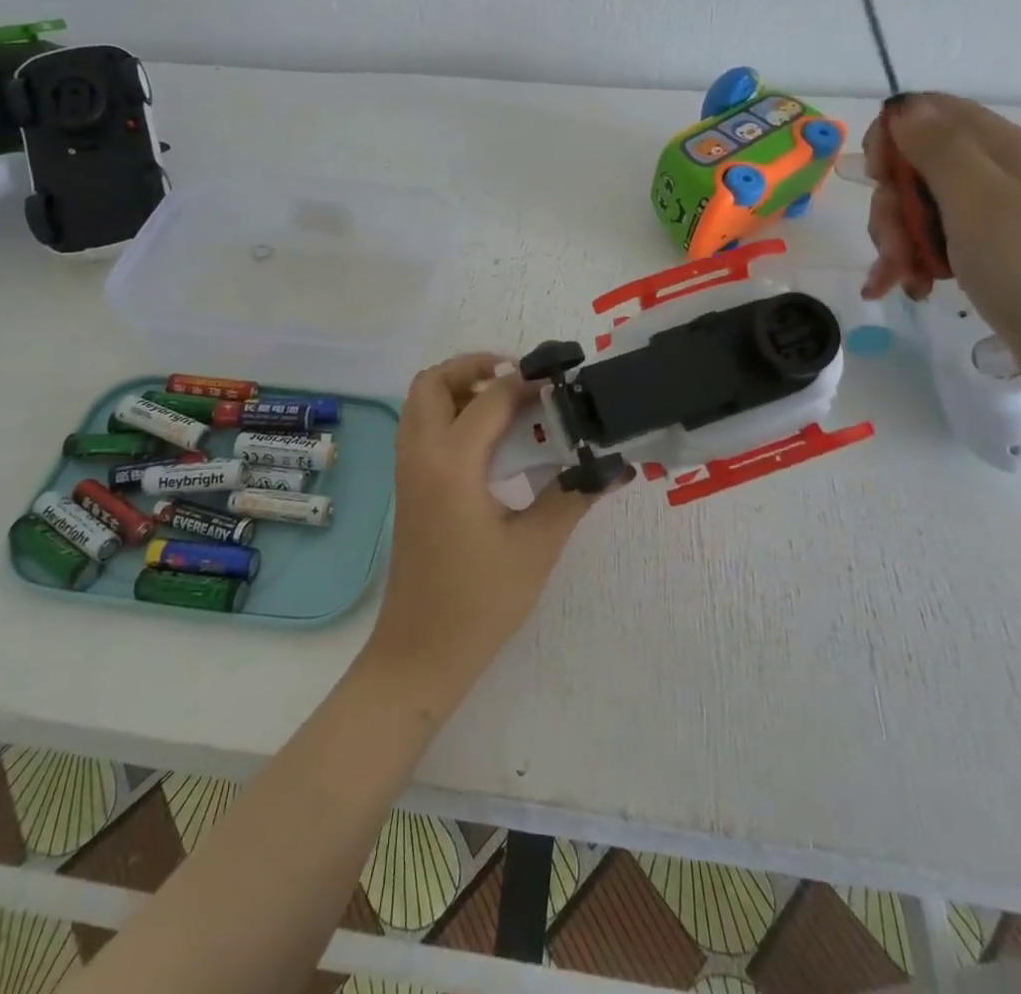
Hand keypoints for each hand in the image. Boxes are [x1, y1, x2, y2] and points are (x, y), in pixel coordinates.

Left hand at [365, 353, 629, 696]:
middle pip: (434, 381)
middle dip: (475, 367)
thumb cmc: (480, 601)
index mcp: (452, 462)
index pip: (491, 397)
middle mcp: (421, 453)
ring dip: (458, 388)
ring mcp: (407, 469)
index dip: (529, 384)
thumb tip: (613, 466)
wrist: (421, 653)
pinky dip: (448, 413)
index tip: (564, 389)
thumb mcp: (536, 546)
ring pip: (421, 402)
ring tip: (508, 405)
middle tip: (521, 381)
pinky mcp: (408, 486)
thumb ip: (573, 496)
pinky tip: (489, 442)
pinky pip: (420, 426)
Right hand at [860, 94, 1020, 402]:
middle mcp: (989, 175)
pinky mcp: (979, 254)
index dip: (891, 137)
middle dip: (890, 206)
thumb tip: (902, 105)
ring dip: (897, 242)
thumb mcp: (980, 201)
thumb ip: (937, 149)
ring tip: (906, 278)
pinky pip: (926, 244)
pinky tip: (906, 288)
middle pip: (911, 168)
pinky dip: (909, 264)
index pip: (926, 113)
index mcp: (996, 149)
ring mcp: (984, 216)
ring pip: (912, 210)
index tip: (878, 177)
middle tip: (900, 245)